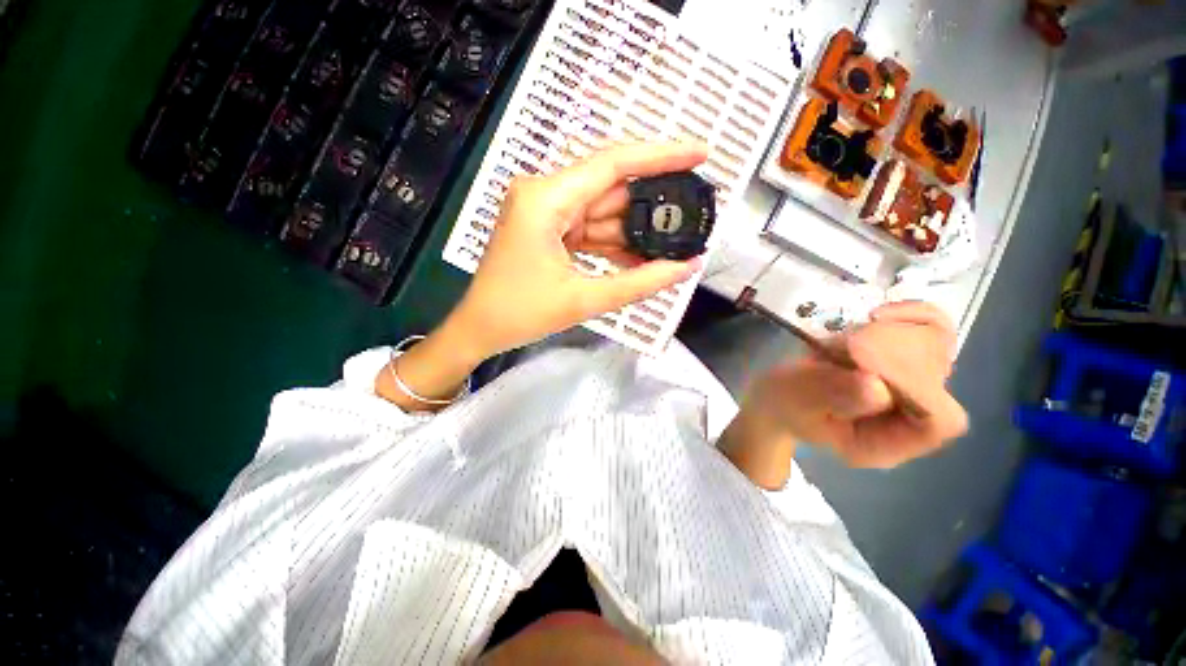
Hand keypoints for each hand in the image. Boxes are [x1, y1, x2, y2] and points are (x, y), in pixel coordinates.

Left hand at [447, 142, 707, 359]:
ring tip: (672, 244)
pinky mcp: (548, 227)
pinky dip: (614, 243)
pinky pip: (590, 228)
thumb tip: (688, 267)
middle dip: (650, 205)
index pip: (612, 164)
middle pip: (610, 189)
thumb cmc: (521, 314)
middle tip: (691, 214)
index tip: (701, 154)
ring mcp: (545, 210)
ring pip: (603, 212)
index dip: (661, 155)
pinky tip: (639, 257)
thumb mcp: (584, 300)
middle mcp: (544, 194)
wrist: (480, 329)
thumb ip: (640, 283)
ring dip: (634, 230)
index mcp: (545, 199)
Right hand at [747, 301, 967, 469]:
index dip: (916, 387)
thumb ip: (833, 396)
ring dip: (903, 329)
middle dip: (901, 350)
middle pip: (940, 383)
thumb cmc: (783, 402)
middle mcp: (908, 420)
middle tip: (854, 337)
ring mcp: (907, 393)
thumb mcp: (797, 401)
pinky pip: (929, 336)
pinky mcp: (901, 369)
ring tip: (859, 328)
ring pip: (939, 353)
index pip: (936, 422)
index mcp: (885, 443)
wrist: (779, 395)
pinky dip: (912, 317)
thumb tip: (878, 386)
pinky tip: (879, 314)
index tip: (866, 358)